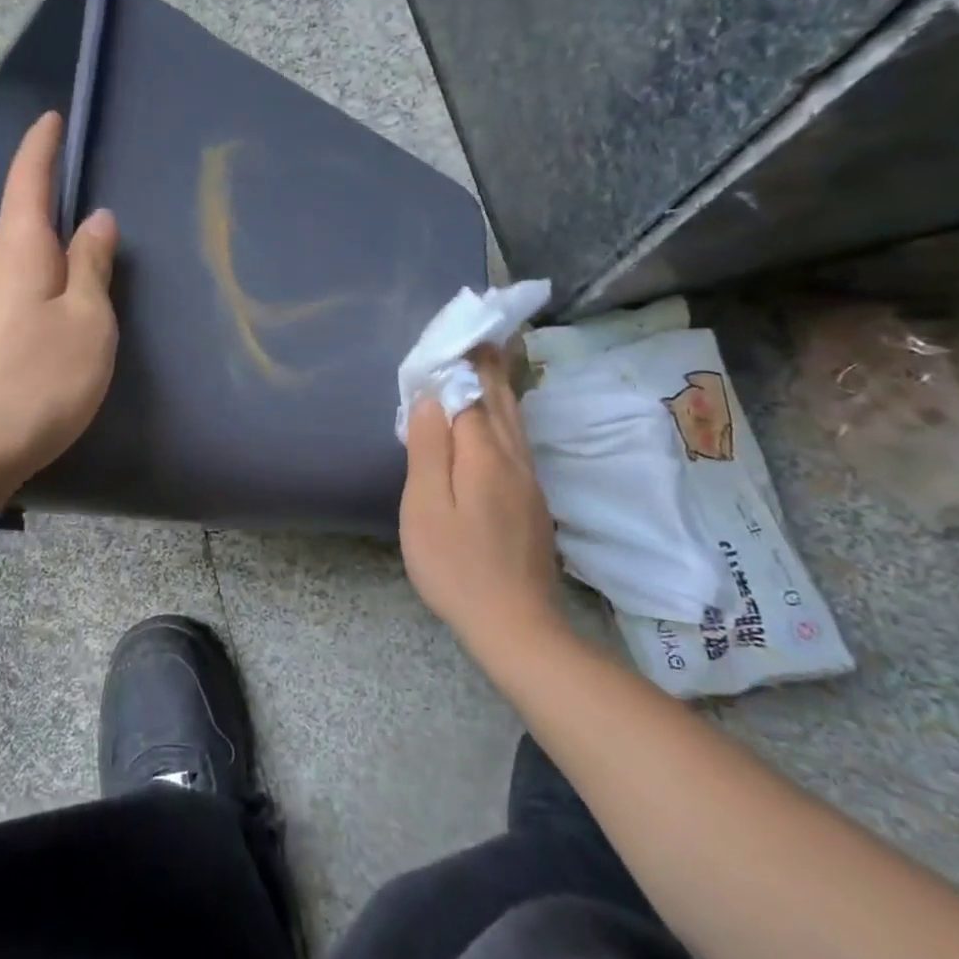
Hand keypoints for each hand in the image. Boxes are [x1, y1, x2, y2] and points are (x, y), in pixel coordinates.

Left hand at [0, 111, 119, 496]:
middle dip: (56, 215)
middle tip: (97, 221)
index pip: (28, 180)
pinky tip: (59, 329)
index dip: (42, 147)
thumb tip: (95, 221)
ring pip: (22, 271)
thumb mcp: (85, 323)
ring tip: (90, 282)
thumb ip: (92, 268)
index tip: (51, 119)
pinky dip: (42, 301)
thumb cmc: (33, 381)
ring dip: (52, 266)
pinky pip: (16, 304)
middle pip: (25, 227)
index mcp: (18, 250)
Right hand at [400, 347, 564, 663]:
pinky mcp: (532, 502)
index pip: (472, 395)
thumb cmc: (455, 565)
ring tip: (493, 362)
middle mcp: (513, 460)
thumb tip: (433, 399)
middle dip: (490, 367)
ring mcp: (528, 482)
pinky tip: (499, 420)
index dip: (461, 365)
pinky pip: (517, 442)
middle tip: (483, 333)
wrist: (514, 624)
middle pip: (501, 402)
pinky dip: (505, 417)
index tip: (455, 334)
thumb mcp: (426, 507)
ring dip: (502, 388)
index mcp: (485, 455)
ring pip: (515, 422)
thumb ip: (429, 449)